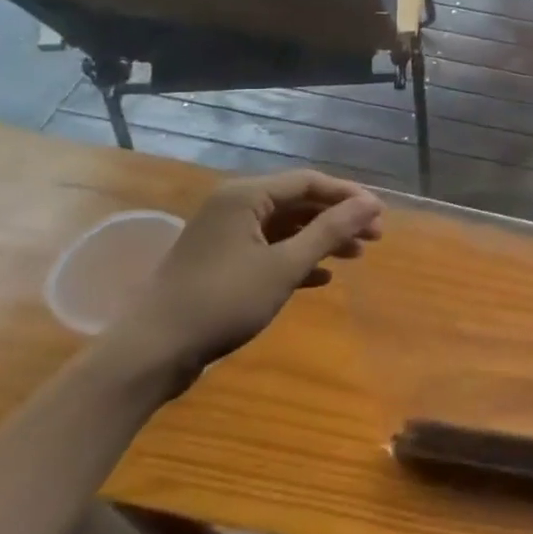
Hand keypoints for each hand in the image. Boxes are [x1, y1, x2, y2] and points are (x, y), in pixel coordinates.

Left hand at [107, 170, 383, 382]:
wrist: (152, 352)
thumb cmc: (223, 301)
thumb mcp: (285, 265)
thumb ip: (330, 231)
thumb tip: (371, 203)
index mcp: (245, 197)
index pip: (309, 182)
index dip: (348, 195)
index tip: (380, 215)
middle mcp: (234, 206)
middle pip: (299, 202)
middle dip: (338, 218)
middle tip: (374, 238)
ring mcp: (225, 235)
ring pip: (286, 227)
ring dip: (321, 239)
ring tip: (354, 257)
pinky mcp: (220, 262)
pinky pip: (269, 249)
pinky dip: (297, 258)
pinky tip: (321, 279)